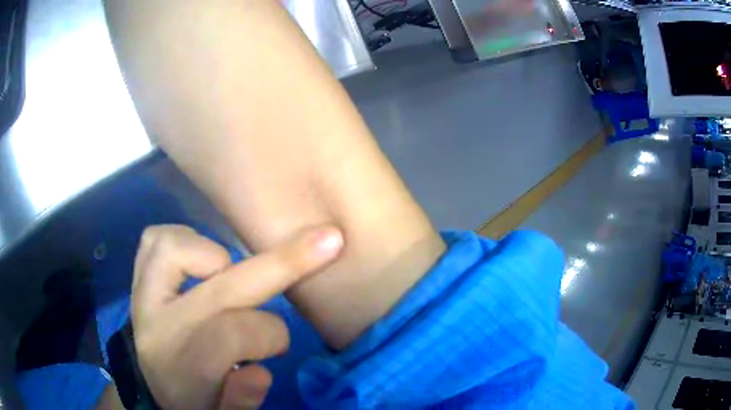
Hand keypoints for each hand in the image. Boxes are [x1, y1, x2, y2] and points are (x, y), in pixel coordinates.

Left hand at [130, 224, 343, 408]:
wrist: (152, 382)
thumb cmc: (191, 399)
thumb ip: (240, 400)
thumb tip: (257, 371)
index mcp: (179, 365)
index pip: (231, 333)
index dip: (270, 334)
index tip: (283, 345)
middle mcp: (156, 323)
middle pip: (219, 285)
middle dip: (282, 262)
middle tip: (327, 241)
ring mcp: (141, 293)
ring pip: (176, 247)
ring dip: (215, 254)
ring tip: (227, 274)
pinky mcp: (136, 277)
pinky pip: (156, 238)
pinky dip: (185, 240)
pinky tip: (202, 261)